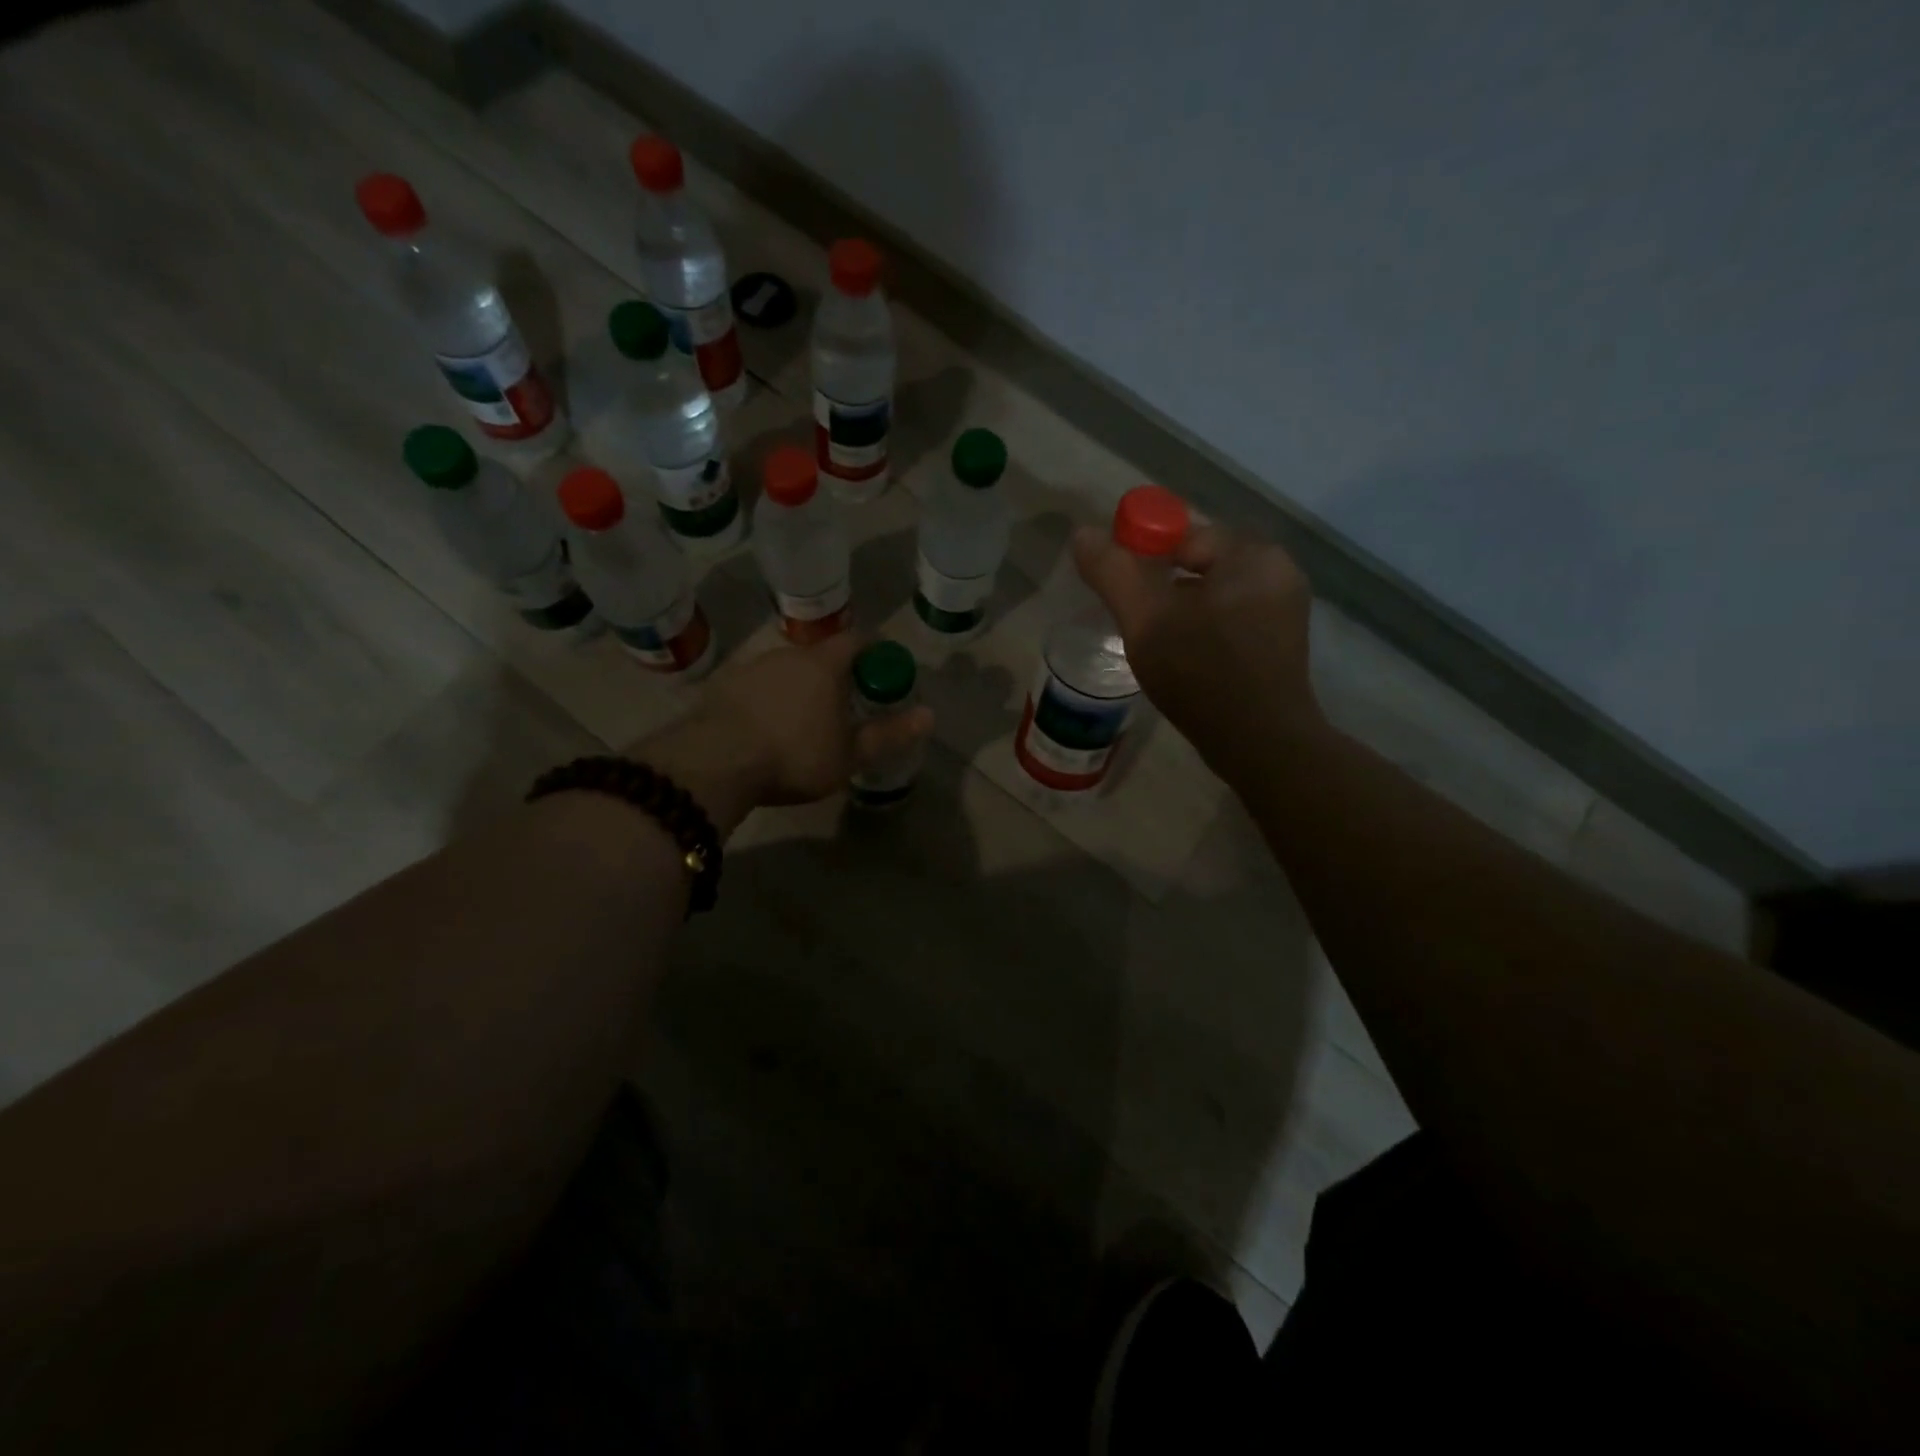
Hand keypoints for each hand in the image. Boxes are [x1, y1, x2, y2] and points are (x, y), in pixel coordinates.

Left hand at [627, 632, 934, 834]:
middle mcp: (788, 654)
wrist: (716, 763)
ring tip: (802, 720)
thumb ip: (889, 734)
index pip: (857, 640)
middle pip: (819, 656)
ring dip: (798, 688)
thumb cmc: (794, 755)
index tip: (882, 670)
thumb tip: (930, 715)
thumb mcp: (850, 754)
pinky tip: (765, 727)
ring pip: (785, 671)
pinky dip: (767, 700)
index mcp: (824, 664)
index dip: (874, 651)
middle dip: (835, 675)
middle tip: (844, 705)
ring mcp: (751, 667)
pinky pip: (756, 687)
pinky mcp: (722, 686)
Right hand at [1072, 518, 1321, 780]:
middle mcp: (1277, 572)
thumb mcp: (1146, 619)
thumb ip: (1113, 572)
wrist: (1259, 744)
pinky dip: (1201, 630)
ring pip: (1212, 594)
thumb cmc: (1202, 673)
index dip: (1143, 557)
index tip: (1122, 595)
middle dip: (1160, 588)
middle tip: (1136, 624)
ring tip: (1156, 646)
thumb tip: (1082, 534)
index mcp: (1252, 554)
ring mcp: (1283, 610)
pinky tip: (1184, 660)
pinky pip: (1228, 619)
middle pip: (1198, 563)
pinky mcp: (1279, 643)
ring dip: (1179, 611)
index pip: (1183, 535)